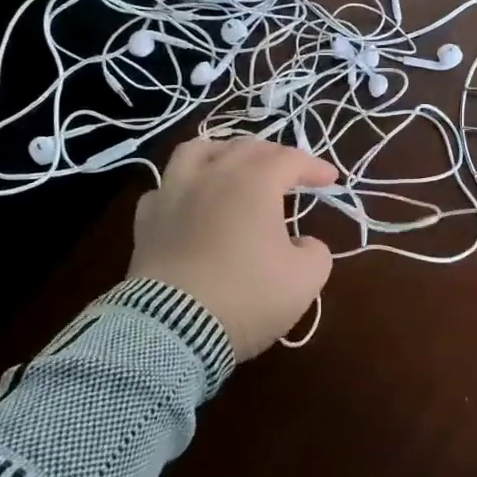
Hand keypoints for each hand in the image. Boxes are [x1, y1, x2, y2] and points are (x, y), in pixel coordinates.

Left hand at [129, 136, 338, 359]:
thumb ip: (316, 252)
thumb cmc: (248, 296)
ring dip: (221, 152)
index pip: (290, 159)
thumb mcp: (305, 279)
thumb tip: (302, 244)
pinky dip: (182, 188)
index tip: (330, 180)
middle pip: (245, 147)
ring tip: (232, 165)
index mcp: (254, 182)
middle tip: (289, 173)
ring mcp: (173, 194)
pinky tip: (189, 202)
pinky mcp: (146, 221)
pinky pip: (164, 188)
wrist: (174, 328)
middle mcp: (212, 175)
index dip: (314, 166)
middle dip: (273, 155)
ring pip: (195, 151)